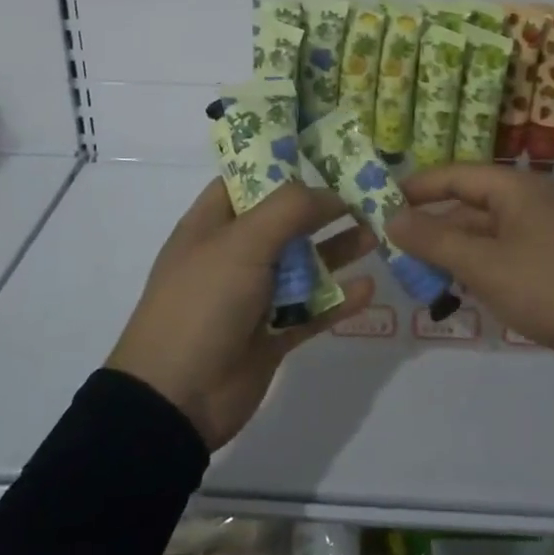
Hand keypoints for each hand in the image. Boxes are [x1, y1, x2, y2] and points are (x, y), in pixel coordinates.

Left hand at [108, 180, 374, 449]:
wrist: (175, 399)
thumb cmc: (202, 304)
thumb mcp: (241, 243)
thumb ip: (288, 210)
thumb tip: (331, 193)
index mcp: (213, 224)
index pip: (250, 180)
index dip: (285, 164)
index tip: (329, 154)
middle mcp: (234, 254)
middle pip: (286, 221)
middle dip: (324, 208)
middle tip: (369, 195)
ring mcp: (254, 296)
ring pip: (304, 264)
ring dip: (338, 250)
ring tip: (377, 235)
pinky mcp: (272, 333)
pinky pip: (313, 310)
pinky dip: (339, 300)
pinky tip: (369, 289)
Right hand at [388, 165, 553, 375]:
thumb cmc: (550, 288)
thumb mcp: (484, 265)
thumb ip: (434, 239)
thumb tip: (390, 217)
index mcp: (515, 188)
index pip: (453, 175)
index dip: (414, 188)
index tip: (379, 205)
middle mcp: (530, 199)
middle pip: (468, 203)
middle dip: (432, 226)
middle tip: (395, 250)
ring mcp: (545, 228)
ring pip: (485, 231)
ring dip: (454, 250)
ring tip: (421, 276)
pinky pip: (504, 250)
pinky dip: (480, 264)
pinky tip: (461, 289)